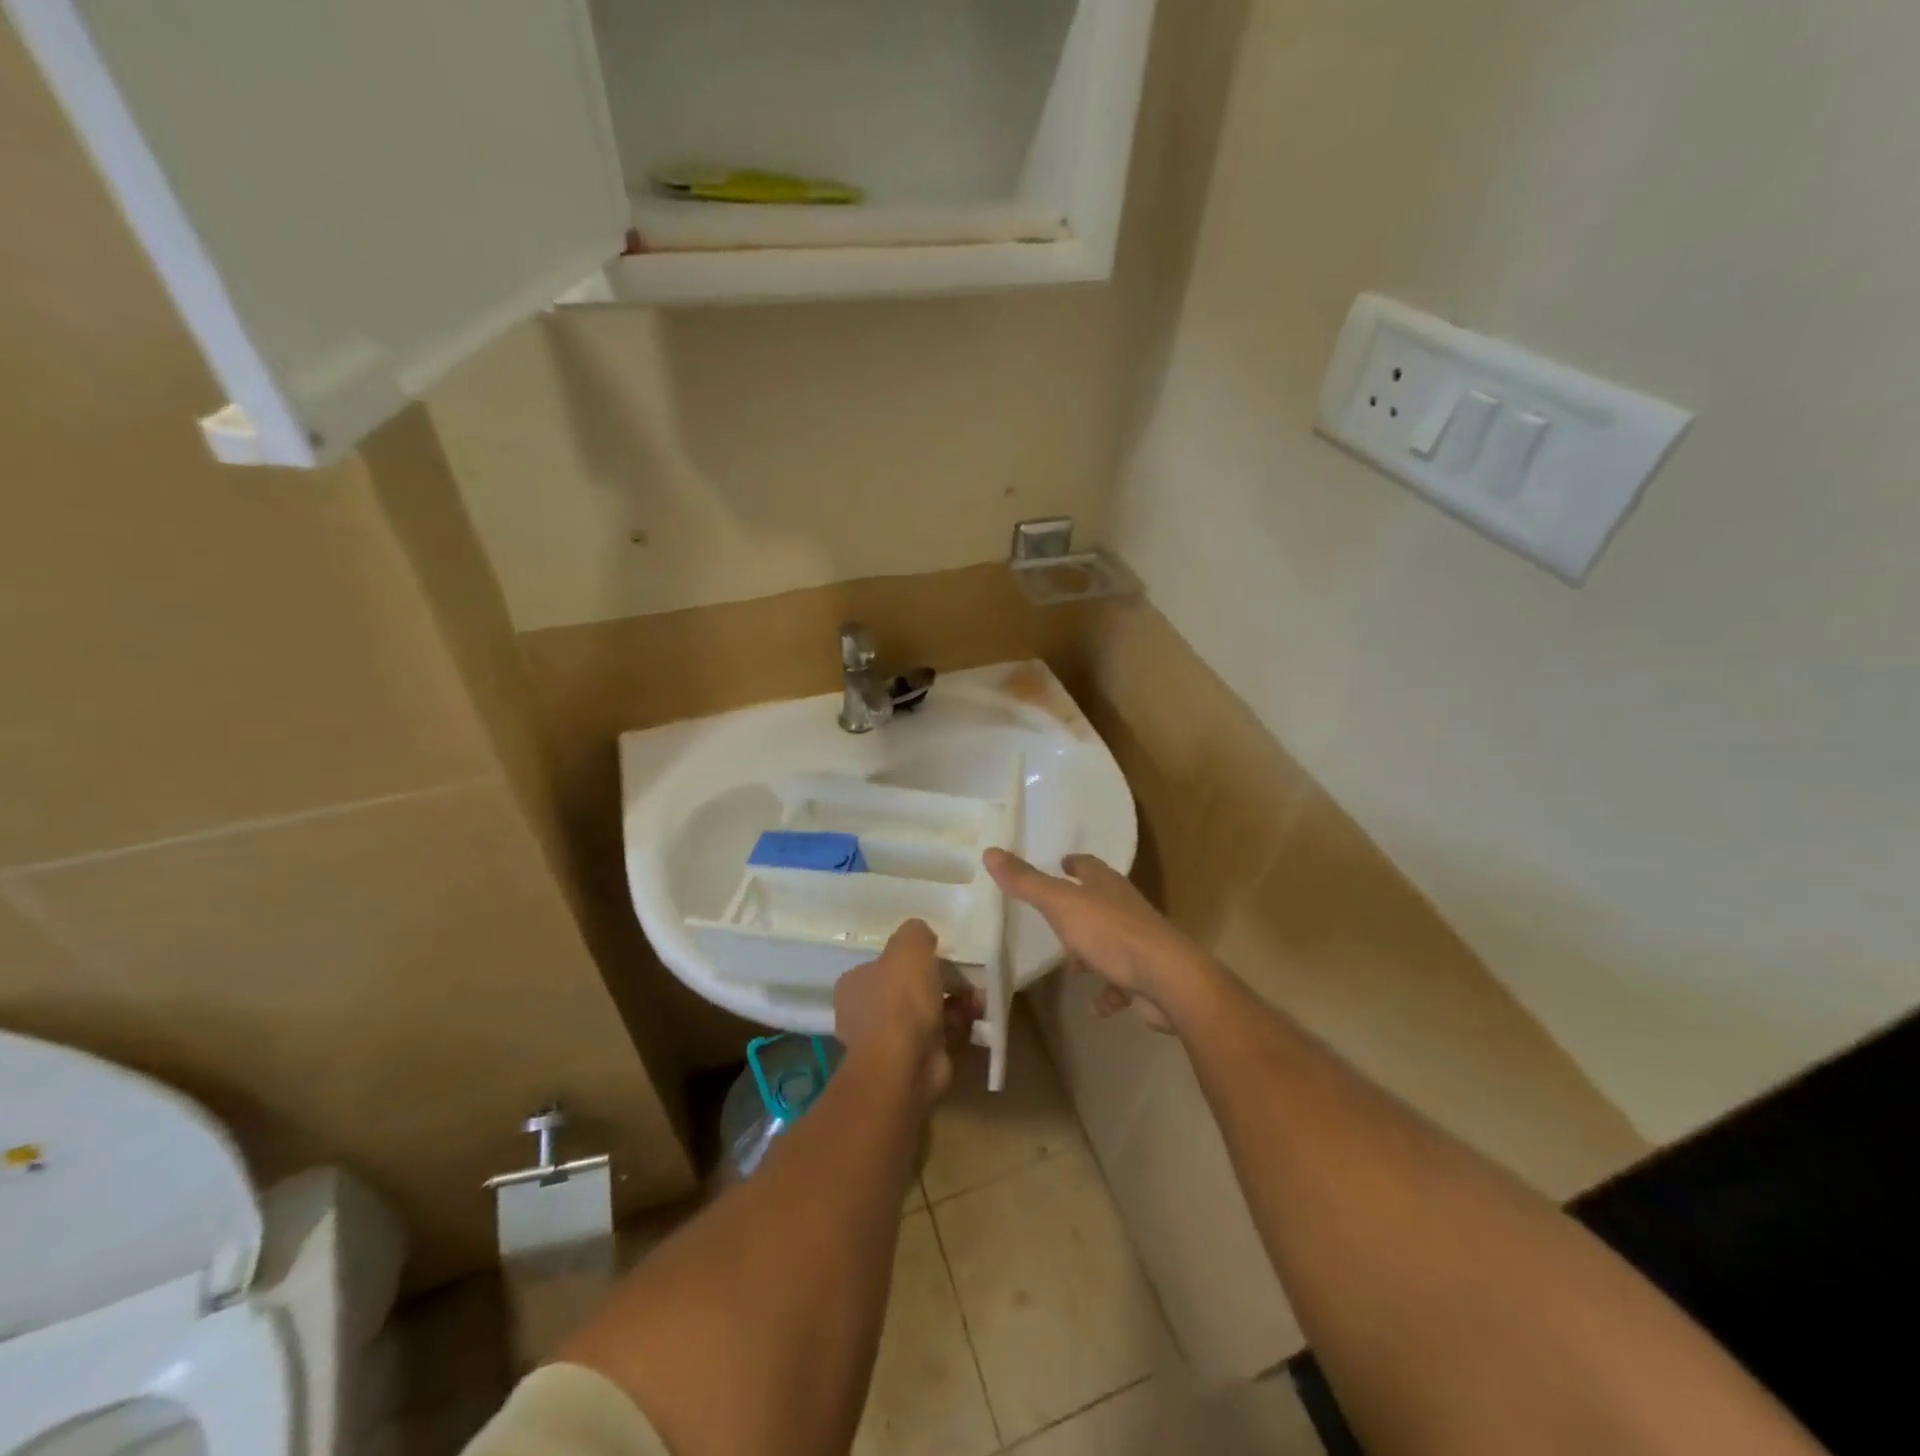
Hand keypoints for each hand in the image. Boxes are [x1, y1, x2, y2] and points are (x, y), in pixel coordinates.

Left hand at [834, 919, 972, 1104]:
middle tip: (965, 977)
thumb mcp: (909, 946)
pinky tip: (976, 1017)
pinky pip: (940, 1037)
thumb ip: (915, 933)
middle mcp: (865, 1014)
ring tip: (977, 997)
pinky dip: (958, 1027)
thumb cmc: (900, 999)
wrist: (904, 1064)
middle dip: (941, 982)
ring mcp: (888, 1043)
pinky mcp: (912, 1064)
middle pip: (908, 990)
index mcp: (854, 986)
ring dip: (955, 1004)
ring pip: (927, 1014)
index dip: (911, 959)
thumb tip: (923, 937)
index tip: (937, 955)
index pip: (882, 966)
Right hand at [984, 849, 1209, 1032]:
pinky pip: (1122, 983)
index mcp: (1107, 885)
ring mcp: (1139, 943)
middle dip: (1079, 909)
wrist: (1167, 979)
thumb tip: (990, 851)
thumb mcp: (1061, 904)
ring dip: (1091, 952)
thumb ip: (1026, 882)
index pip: (1088, 866)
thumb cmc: (1111, 934)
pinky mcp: (1147, 977)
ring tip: (1070, 966)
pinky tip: (1094, 1006)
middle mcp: (1125, 908)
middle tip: (1054, 918)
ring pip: (1110, 942)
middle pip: (1100, 902)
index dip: (1073, 864)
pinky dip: (1108, 993)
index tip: (1059, 864)